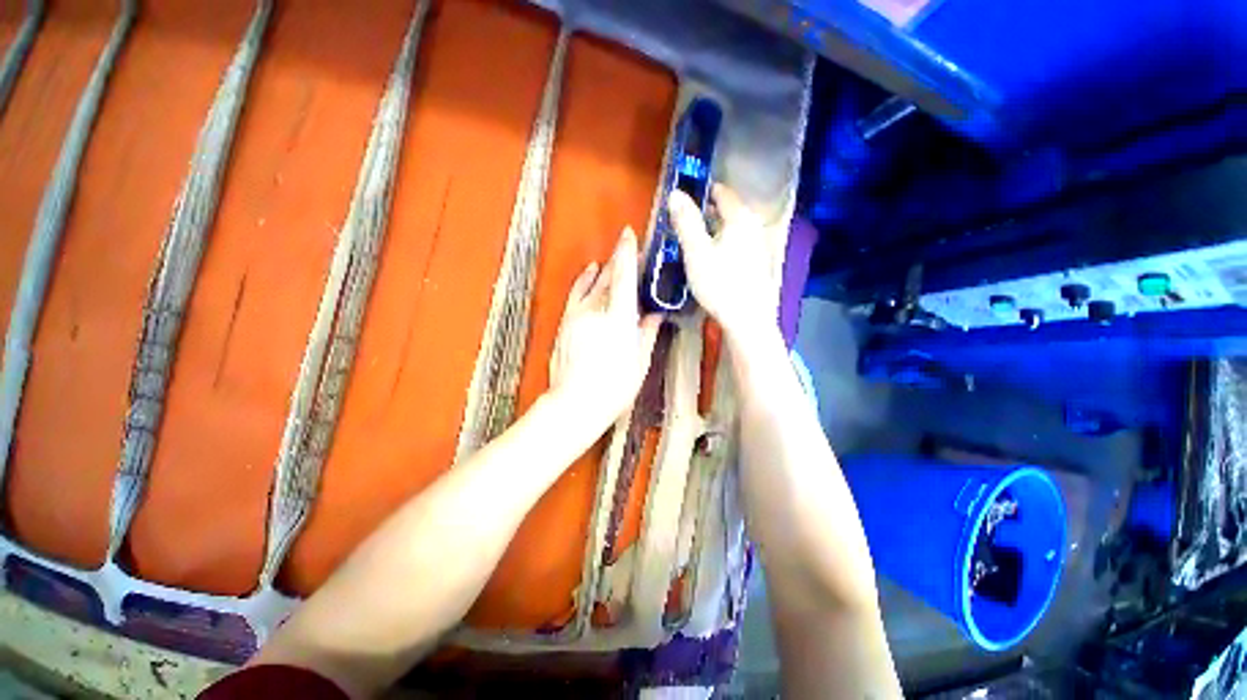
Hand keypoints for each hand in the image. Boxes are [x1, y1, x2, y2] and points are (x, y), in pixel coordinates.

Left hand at [548, 227, 662, 428]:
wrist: (575, 402)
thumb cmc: (614, 386)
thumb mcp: (639, 361)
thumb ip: (647, 332)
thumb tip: (656, 312)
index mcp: (619, 318)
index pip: (623, 277)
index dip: (627, 253)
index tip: (629, 234)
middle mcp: (596, 310)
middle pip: (608, 277)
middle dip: (619, 261)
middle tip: (629, 249)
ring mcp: (577, 315)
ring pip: (592, 284)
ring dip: (603, 269)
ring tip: (612, 259)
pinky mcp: (565, 322)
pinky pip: (576, 293)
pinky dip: (583, 281)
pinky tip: (590, 272)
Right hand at [668, 185, 777, 341]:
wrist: (746, 319)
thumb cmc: (719, 282)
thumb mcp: (695, 251)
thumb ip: (685, 221)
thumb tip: (675, 193)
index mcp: (739, 218)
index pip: (722, 193)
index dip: (703, 192)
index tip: (685, 198)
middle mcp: (753, 227)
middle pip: (728, 212)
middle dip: (706, 213)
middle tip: (684, 221)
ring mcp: (758, 247)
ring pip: (732, 230)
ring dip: (714, 231)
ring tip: (694, 241)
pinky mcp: (757, 265)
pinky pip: (737, 245)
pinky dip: (722, 245)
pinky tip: (712, 260)